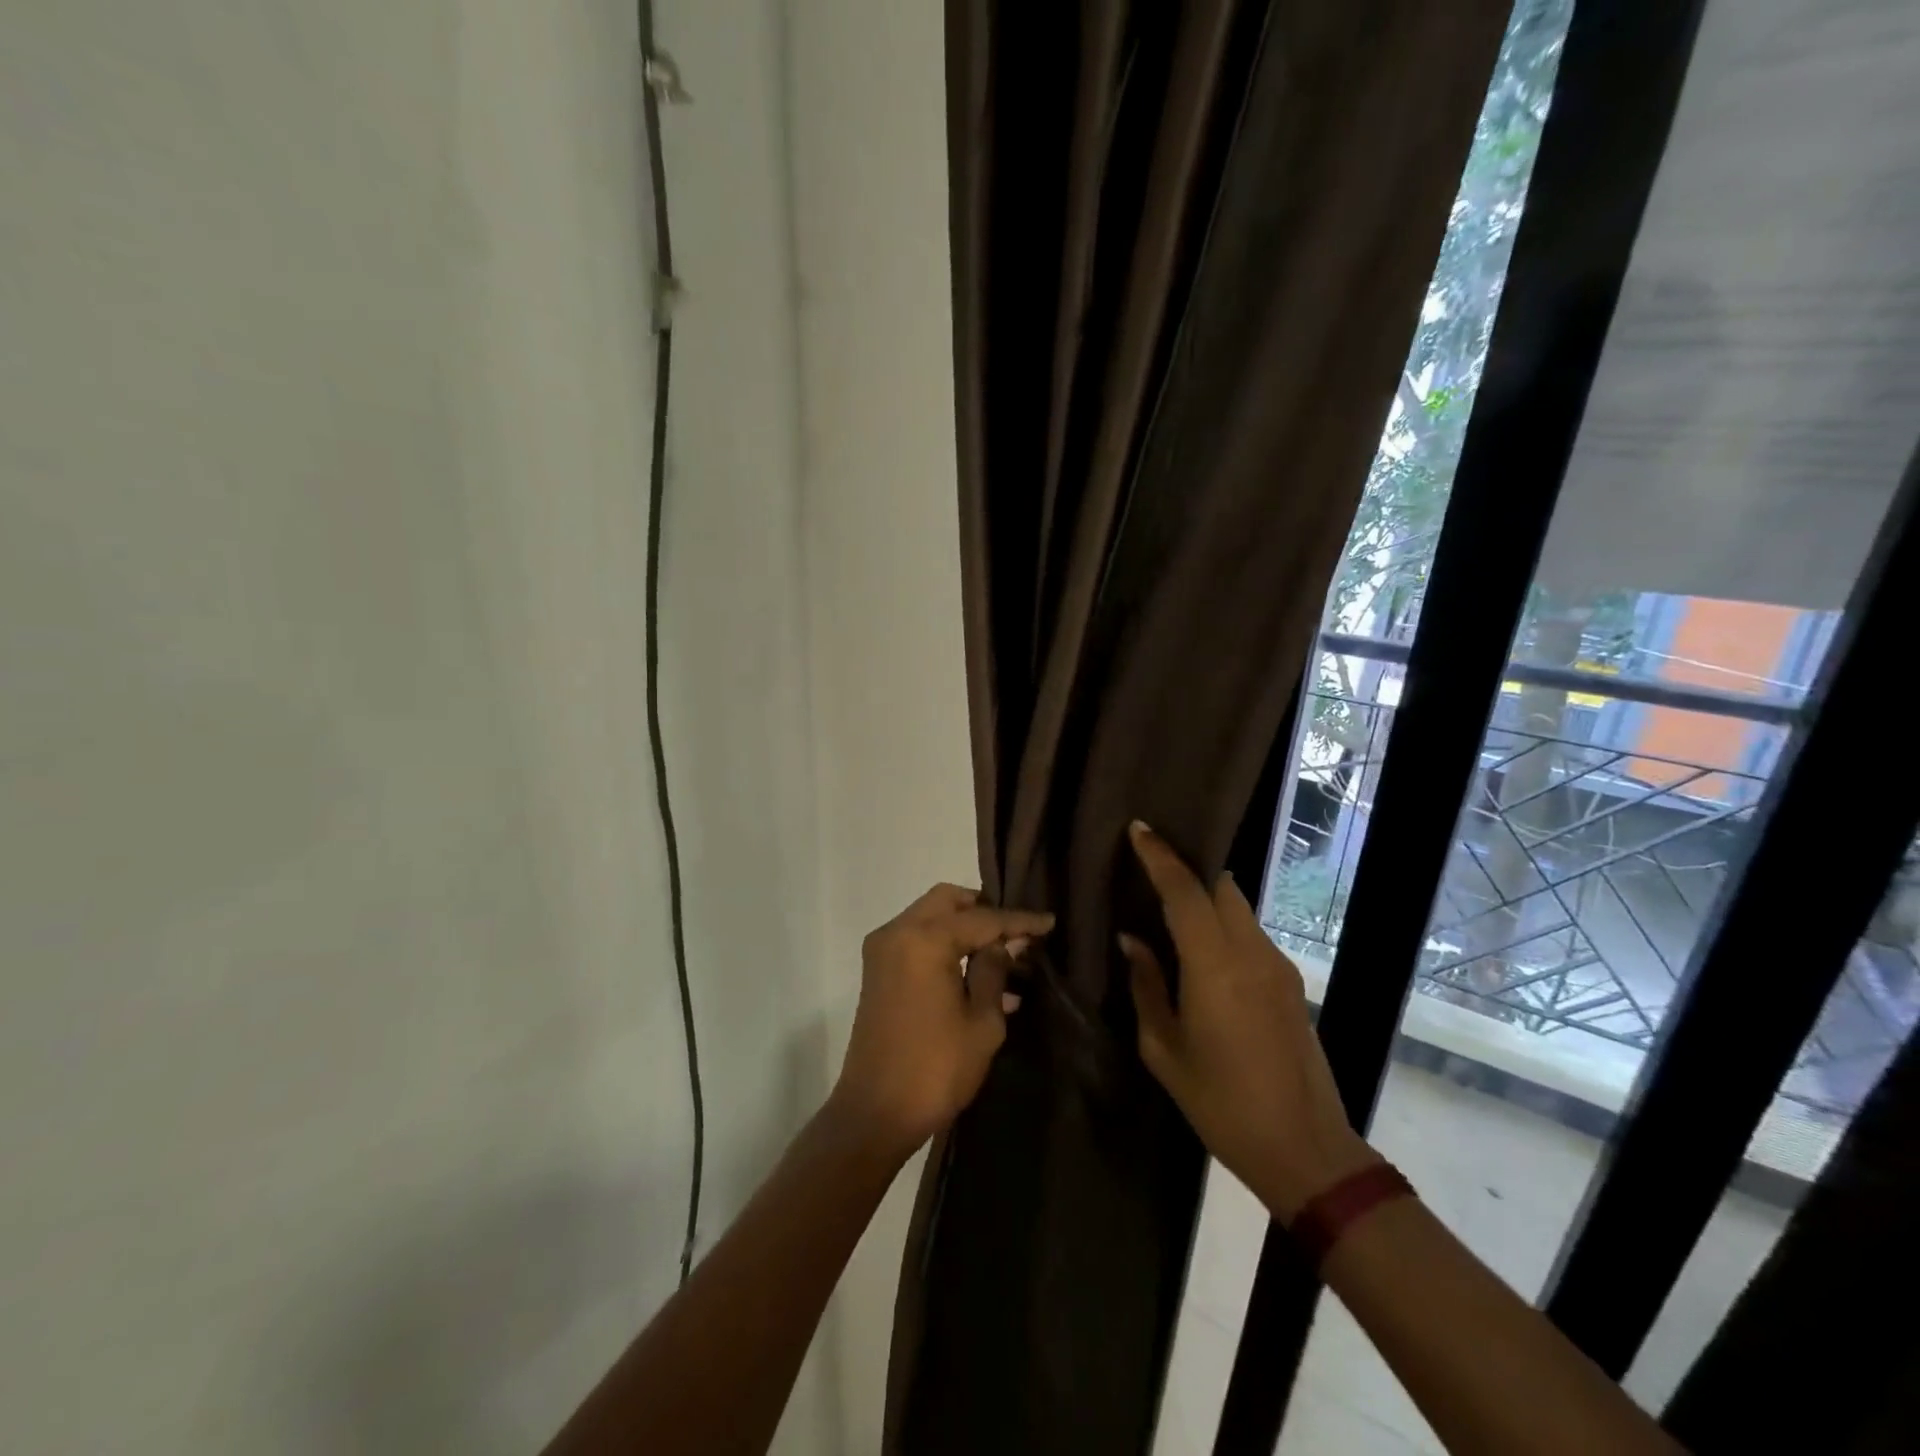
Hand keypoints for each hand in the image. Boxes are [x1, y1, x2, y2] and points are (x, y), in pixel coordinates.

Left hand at [831, 884, 1053, 1156]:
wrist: (875, 1114)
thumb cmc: (935, 1069)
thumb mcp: (981, 1022)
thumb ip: (995, 971)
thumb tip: (1006, 943)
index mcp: (924, 940)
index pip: (982, 918)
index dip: (1019, 920)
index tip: (1049, 922)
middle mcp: (898, 932)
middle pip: (948, 901)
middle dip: (984, 910)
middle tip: (1018, 932)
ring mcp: (883, 950)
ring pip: (930, 916)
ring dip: (964, 928)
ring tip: (1004, 954)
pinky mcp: (877, 970)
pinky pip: (917, 940)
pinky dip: (945, 944)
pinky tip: (978, 973)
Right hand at [1121, 822, 1377, 1218]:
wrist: (1306, 1149)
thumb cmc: (1222, 1104)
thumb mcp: (1164, 1049)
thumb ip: (1146, 986)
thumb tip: (1132, 941)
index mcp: (1214, 968)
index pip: (1184, 892)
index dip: (1160, 856)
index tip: (1138, 829)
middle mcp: (1251, 953)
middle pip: (1221, 887)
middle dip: (1187, 869)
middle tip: (1151, 866)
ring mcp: (1277, 966)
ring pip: (1238, 908)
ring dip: (1206, 897)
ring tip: (1170, 907)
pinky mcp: (1290, 982)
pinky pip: (1249, 932)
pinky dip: (1222, 923)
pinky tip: (1201, 947)